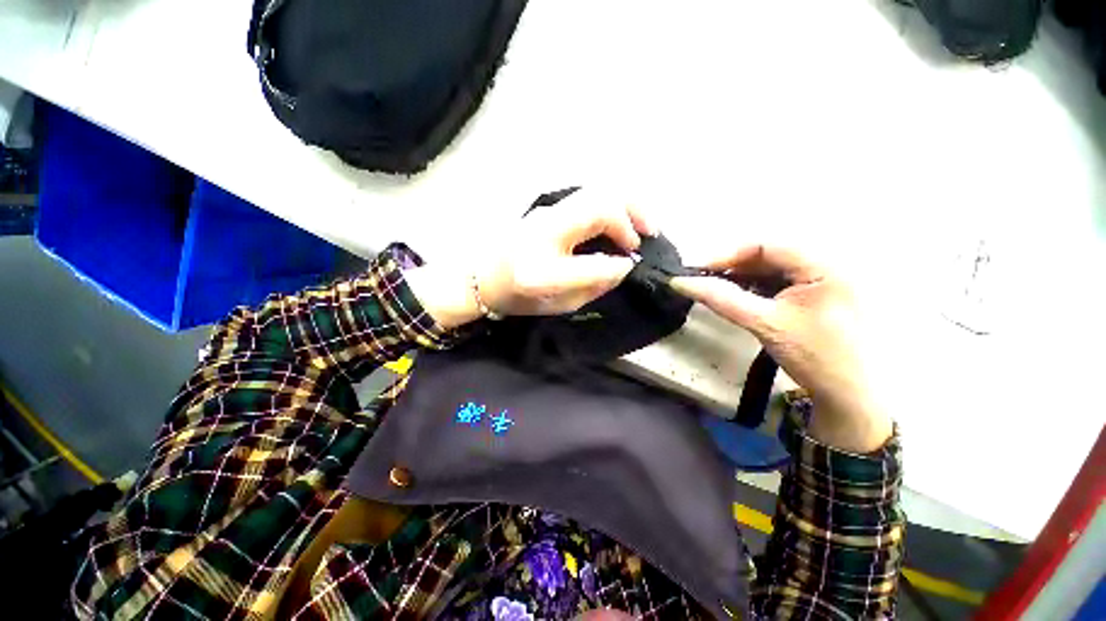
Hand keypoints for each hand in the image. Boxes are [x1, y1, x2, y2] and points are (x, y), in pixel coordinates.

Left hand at [406, 189, 655, 328]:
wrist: (480, 276)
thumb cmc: (517, 297)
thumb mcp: (556, 305)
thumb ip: (591, 287)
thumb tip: (621, 267)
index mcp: (540, 272)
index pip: (591, 264)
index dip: (618, 265)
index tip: (630, 266)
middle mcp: (543, 234)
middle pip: (596, 207)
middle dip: (630, 217)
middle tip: (648, 235)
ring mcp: (544, 215)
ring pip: (594, 194)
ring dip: (624, 205)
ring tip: (641, 224)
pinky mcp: (547, 209)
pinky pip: (587, 198)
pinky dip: (611, 205)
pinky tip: (620, 219)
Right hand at [672, 246, 891, 452]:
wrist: (850, 396)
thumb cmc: (814, 356)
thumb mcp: (764, 324)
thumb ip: (721, 299)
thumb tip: (680, 282)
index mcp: (823, 266)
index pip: (766, 246)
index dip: (728, 256)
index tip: (699, 273)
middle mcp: (827, 266)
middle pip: (769, 256)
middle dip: (734, 269)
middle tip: (706, 284)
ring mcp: (825, 282)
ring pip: (773, 270)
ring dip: (744, 280)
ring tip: (720, 293)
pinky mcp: (819, 297)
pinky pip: (781, 284)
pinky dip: (757, 290)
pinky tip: (743, 301)